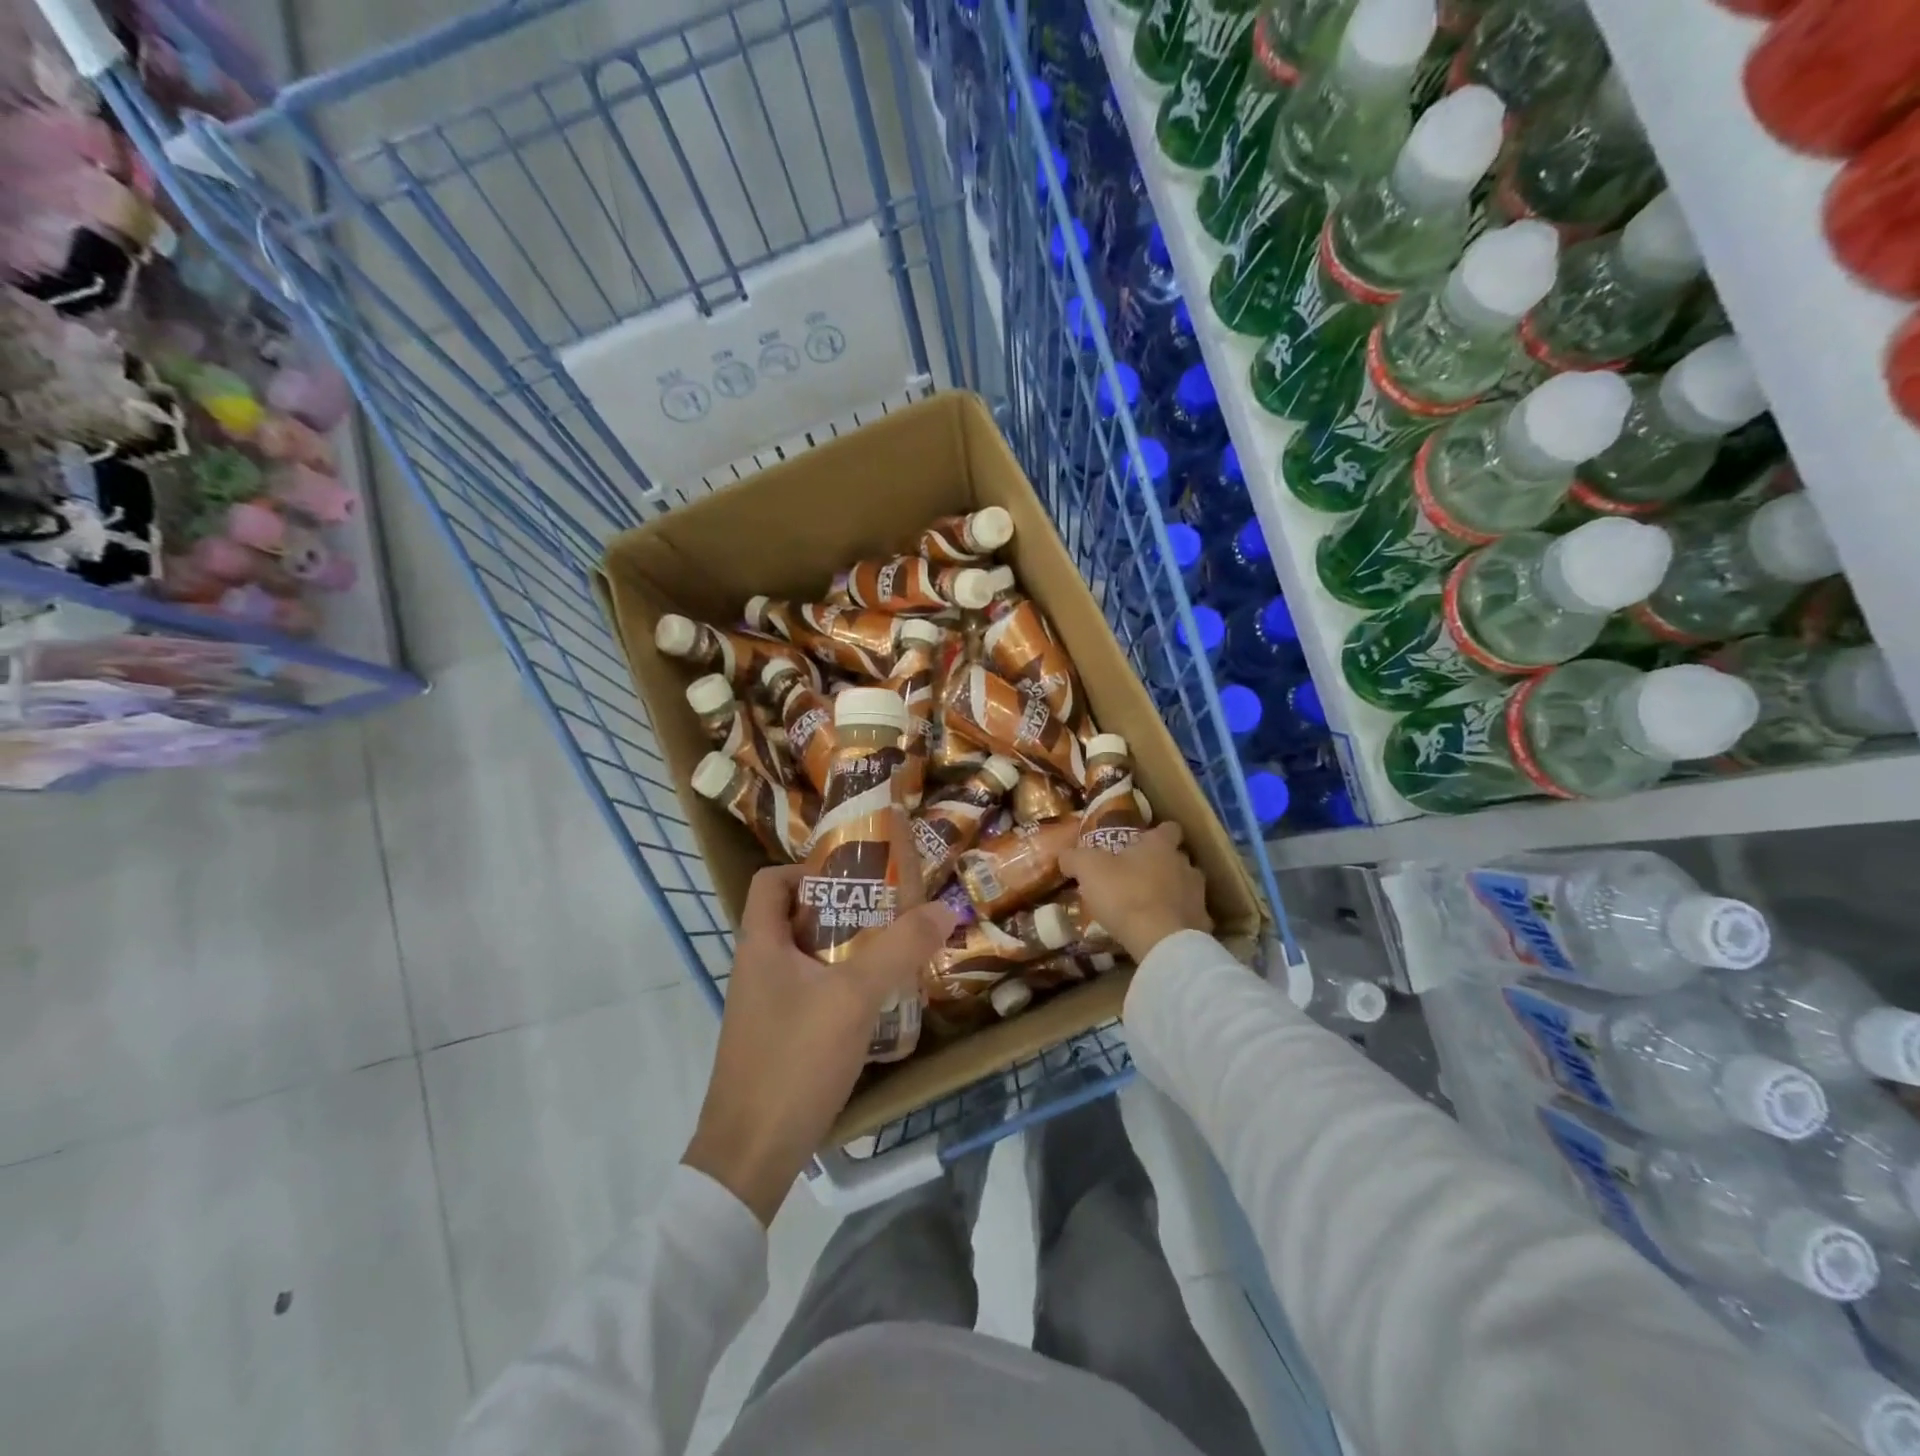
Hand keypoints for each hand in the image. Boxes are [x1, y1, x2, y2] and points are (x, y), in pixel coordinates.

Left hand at [684, 865, 958, 1224]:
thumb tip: (944, 908)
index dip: (808, 868)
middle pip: (797, 916)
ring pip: (809, 957)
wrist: (750, 1156)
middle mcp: (757, 967)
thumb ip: (899, 949)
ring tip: (895, 949)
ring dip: (849, 949)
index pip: (771, 880)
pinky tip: (879, 1001)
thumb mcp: (854, 997)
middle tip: (892, 910)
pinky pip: (813, 991)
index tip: (856, 875)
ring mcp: (766, 1005)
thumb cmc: (794, 1060)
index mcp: (760, 944)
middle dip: (845, 908)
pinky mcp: (778, 1037)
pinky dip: (843, 985)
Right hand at [1058, 822, 1210, 962]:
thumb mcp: (1089, 869)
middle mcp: (1185, 864)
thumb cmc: (1125, 894)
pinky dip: (1178, 920)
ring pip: (1186, 887)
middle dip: (1162, 865)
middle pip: (1177, 858)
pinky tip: (1161, 930)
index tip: (1142, 843)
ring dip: (1172, 892)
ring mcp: (1198, 895)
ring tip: (1150, 906)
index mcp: (1160, 846)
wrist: (1161, 940)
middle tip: (1137, 877)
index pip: (1168, 828)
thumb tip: (1066, 855)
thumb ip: (1076, 858)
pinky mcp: (1203, 924)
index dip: (1156, 834)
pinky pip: (1190, 917)